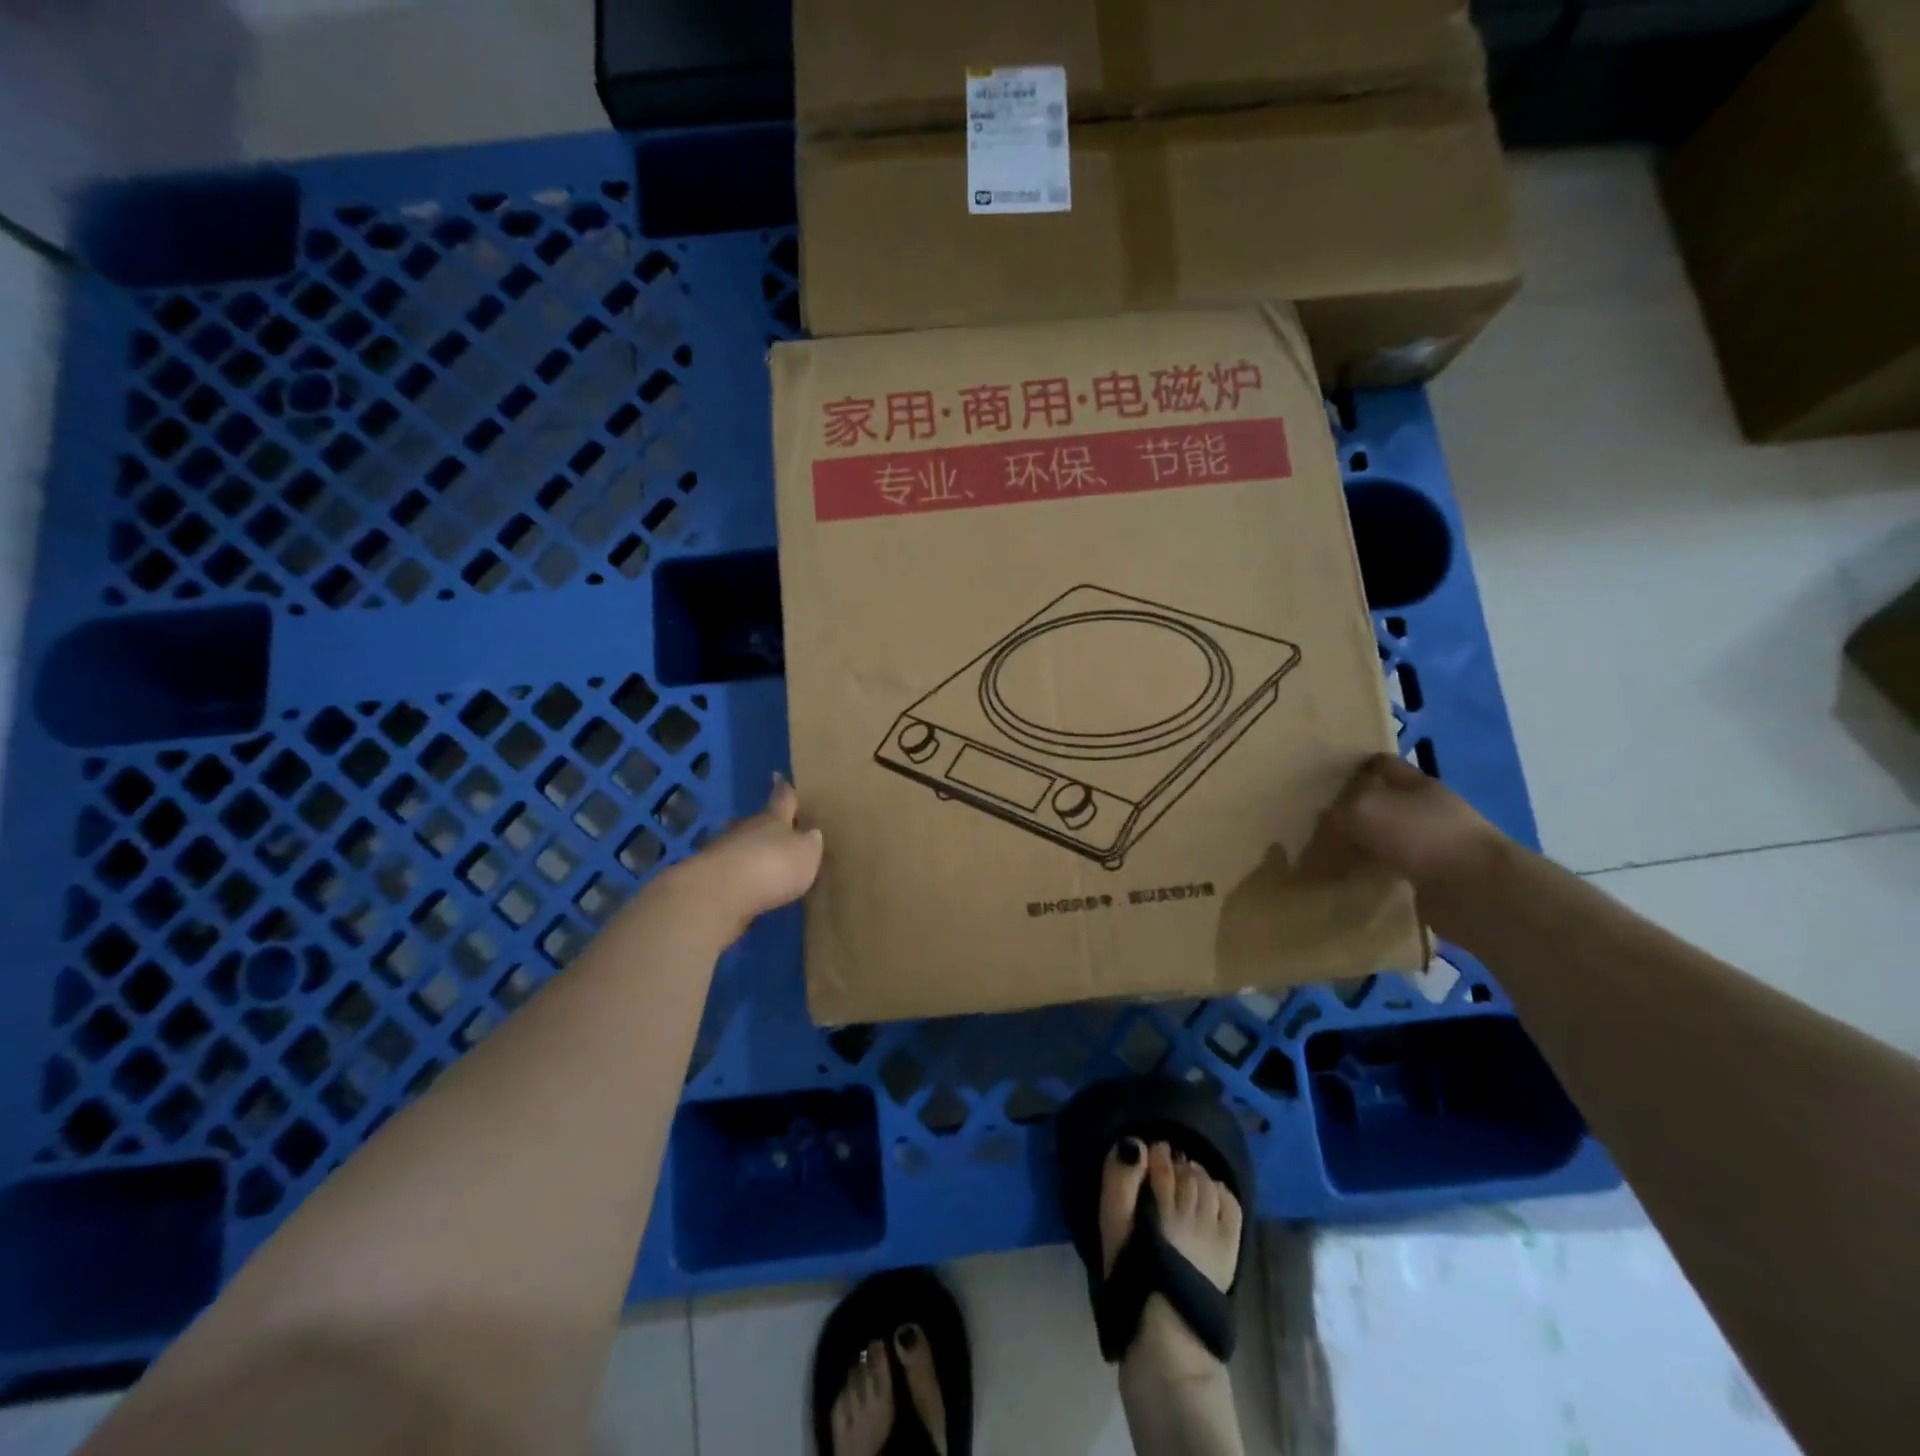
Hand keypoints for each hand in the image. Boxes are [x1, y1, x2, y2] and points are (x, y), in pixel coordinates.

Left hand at [656, 774, 823, 941]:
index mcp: (775, 819)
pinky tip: (746, 883)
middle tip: (774, 826)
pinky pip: (730, 868)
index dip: (783, 789)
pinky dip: (738, 873)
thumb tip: (812, 834)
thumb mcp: (806, 854)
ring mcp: (724, 850)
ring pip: (741, 844)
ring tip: (761, 858)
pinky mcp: (710, 875)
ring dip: (750, 849)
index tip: (778, 775)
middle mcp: (748, 828)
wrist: (719, 891)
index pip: (782, 798)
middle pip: (758, 822)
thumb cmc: (773, 865)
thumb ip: (810, 843)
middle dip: (766, 824)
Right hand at [1320, 754, 1506, 895]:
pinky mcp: (1439, 876)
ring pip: (1393, 835)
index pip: (1382, 764)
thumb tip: (1328, 816)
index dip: (1356, 768)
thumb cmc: (1418, 835)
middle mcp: (1430, 808)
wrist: (1475, 890)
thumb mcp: (1364, 810)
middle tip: (1325, 819)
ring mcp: (1438, 843)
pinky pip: (1400, 867)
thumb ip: (1340, 809)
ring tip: (1337, 850)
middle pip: (1388, 800)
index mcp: (1417, 783)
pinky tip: (1361, 876)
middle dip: (1360, 807)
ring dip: (1370, 842)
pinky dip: (1382, 870)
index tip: (1328, 780)